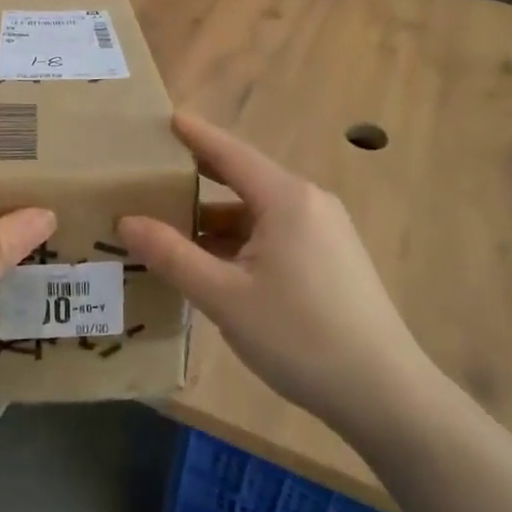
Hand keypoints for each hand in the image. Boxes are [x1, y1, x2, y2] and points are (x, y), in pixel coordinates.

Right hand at [117, 113, 429, 432]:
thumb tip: (126, 221)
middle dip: (199, 176)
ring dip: (217, 217)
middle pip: (244, 178)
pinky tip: (215, 263)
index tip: (164, 117)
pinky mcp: (332, 258)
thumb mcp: (225, 297)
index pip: (229, 152)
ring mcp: (326, 230)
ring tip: (171, 227)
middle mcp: (309, 202)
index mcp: (286, 198)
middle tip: (154, 173)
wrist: (385, 394)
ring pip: (259, 211)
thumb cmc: (300, 337)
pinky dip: (241, 239)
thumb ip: (172, 255)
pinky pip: (276, 233)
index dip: (195, 134)